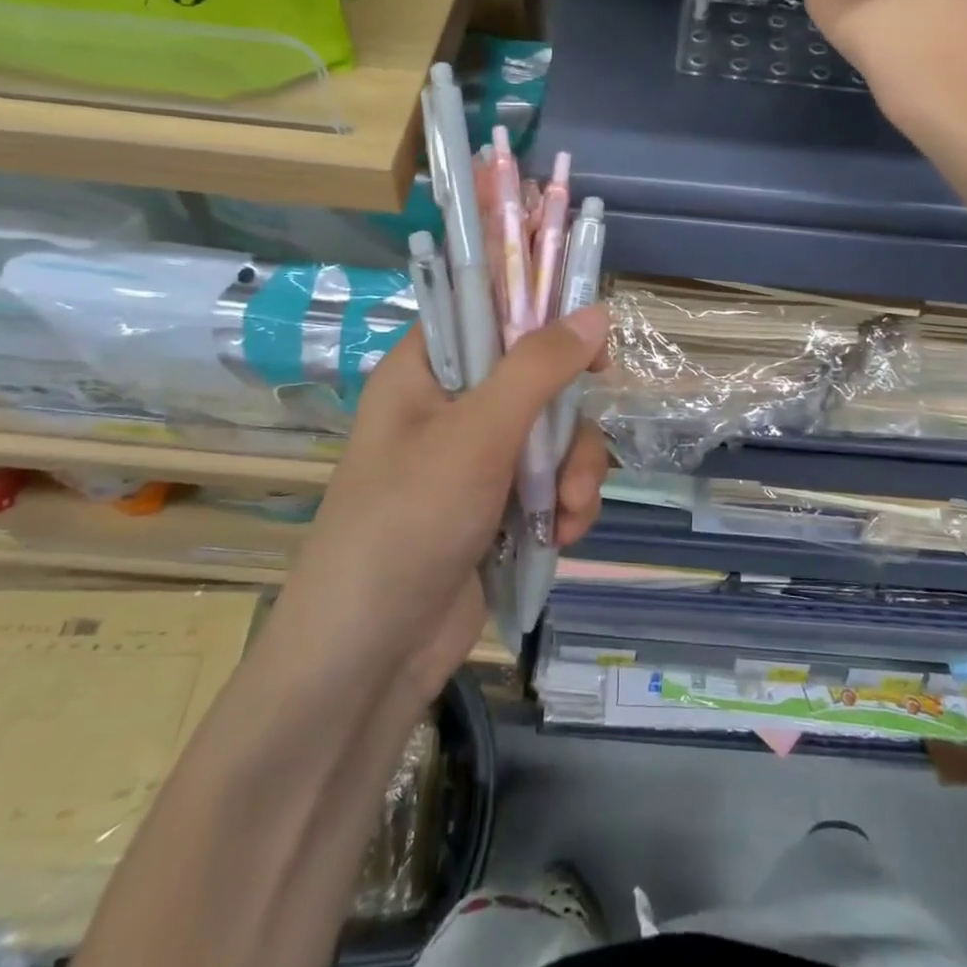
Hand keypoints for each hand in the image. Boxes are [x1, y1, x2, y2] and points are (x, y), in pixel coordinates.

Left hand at [282, 310, 611, 700]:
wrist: (372, 658)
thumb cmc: (408, 524)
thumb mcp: (476, 436)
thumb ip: (537, 369)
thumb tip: (594, 312)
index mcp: (425, 371)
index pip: (483, 308)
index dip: (536, 308)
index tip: (587, 330)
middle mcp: (451, 407)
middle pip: (536, 375)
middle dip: (568, 418)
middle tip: (580, 444)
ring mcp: (477, 460)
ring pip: (554, 434)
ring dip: (576, 471)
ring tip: (570, 511)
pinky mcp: (499, 507)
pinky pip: (553, 482)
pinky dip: (567, 505)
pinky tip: (565, 536)